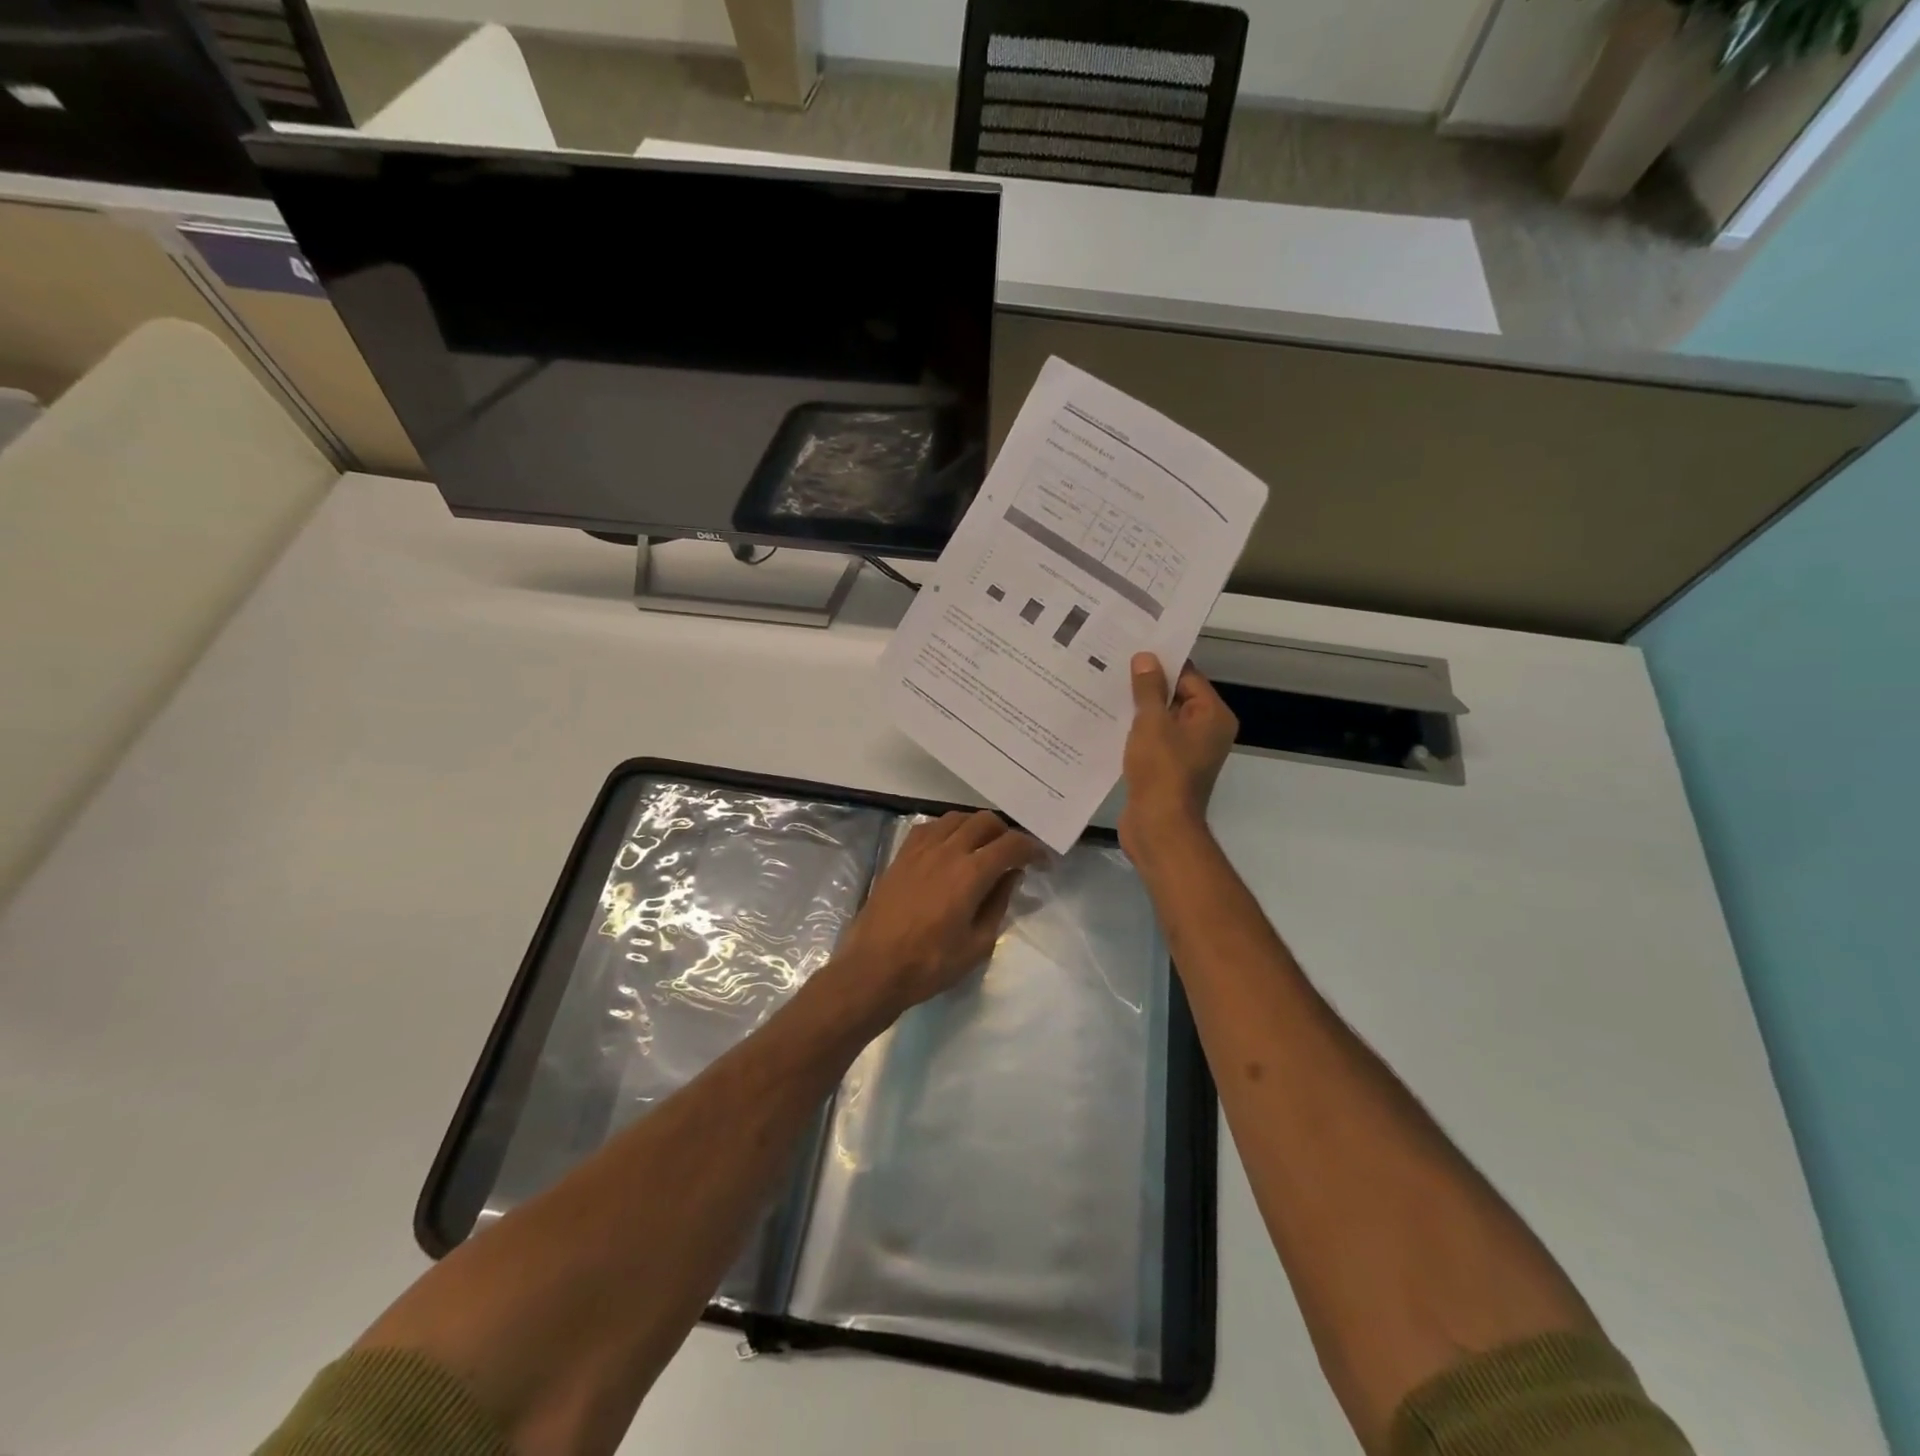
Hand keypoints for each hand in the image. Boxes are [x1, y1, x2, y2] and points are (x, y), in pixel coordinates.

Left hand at [832, 810, 1044, 1021]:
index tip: (1043, 861)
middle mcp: (947, 850)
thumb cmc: (930, 964)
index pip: (1012, 844)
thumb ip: (998, 904)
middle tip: (1013, 856)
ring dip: (977, 827)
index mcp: (971, 873)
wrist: (874, 968)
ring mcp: (920, 849)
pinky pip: (930, 827)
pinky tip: (950, 849)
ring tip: (983, 849)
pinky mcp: (901, 855)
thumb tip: (1010, 876)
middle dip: (1006, 834)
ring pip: (957, 818)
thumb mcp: (978, 944)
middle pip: (985, 821)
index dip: (1033, 849)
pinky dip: (949, 830)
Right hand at [1120, 654, 1237, 867]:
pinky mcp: (1168, 769)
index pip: (1188, 676)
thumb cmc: (1161, 770)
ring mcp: (1187, 753)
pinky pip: (1152, 741)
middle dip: (1145, 686)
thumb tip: (1146, 657)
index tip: (1130, 650)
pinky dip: (1134, 733)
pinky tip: (1107, 723)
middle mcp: (1206, 732)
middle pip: (1175, 697)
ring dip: (1137, 710)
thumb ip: (1148, 689)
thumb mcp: (1152, 723)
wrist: (1159, 827)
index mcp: (1212, 716)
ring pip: (1160, 720)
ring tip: (1103, 691)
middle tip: (1110, 666)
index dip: (1160, 663)